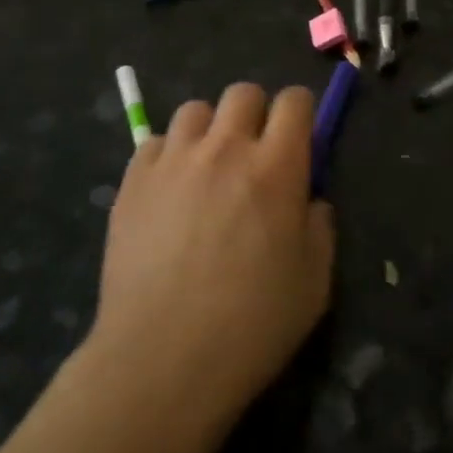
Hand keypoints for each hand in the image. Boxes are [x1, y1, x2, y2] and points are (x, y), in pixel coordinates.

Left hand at [86, 83, 335, 437]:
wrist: (162, 360)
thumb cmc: (252, 324)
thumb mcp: (315, 281)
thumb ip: (319, 227)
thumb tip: (308, 200)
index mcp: (276, 167)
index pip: (294, 101)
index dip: (301, 112)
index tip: (300, 137)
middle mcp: (225, 149)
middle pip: (243, 93)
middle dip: (256, 114)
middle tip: (254, 156)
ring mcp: (174, 161)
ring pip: (195, 110)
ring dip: (210, 131)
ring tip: (207, 170)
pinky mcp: (133, 181)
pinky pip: (155, 142)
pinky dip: (169, 156)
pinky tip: (170, 192)